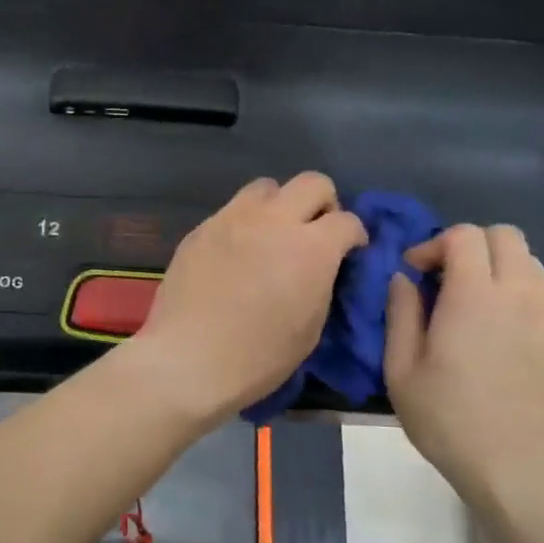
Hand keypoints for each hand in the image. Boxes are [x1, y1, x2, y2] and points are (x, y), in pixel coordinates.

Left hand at [127, 174, 365, 424]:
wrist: (189, 359)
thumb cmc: (258, 356)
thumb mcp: (311, 327)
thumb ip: (322, 282)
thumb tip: (322, 267)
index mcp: (311, 247)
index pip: (348, 220)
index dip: (354, 236)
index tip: (349, 253)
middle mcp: (274, 221)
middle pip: (312, 182)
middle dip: (322, 204)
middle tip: (314, 233)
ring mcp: (232, 219)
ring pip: (266, 188)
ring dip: (278, 206)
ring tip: (271, 236)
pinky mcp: (200, 229)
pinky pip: (230, 211)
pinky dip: (243, 224)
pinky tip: (235, 254)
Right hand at [384, 224, 543, 499]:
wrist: (512, 465)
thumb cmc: (445, 417)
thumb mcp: (401, 368)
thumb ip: (401, 313)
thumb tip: (403, 278)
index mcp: (474, 297)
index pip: (464, 236)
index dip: (433, 244)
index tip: (413, 273)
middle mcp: (517, 294)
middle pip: (504, 235)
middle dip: (468, 244)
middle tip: (442, 277)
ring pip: (528, 259)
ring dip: (495, 263)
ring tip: (470, 297)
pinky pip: (541, 288)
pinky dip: (516, 287)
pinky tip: (495, 322)